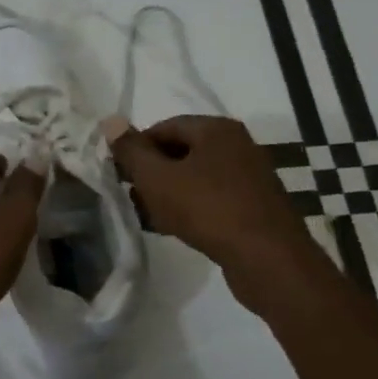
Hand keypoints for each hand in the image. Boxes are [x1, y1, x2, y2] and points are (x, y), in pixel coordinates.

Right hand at [107, 116, 311, 288]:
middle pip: (181, 151)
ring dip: (168, 193)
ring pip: (196, 177)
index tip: (118, 172)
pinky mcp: (255, 206)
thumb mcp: (157, 178)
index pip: (165, 127)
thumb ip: (131, 150)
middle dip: (152, 172)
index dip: (137, 148)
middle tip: (129, 195)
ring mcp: (250, 177)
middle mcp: (237, 145)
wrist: (267, 258)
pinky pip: (212, 198)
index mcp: (216, 129)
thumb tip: (110, 120)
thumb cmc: (207, 209)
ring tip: (146, 215)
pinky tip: (173, 228)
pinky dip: (190, 207)